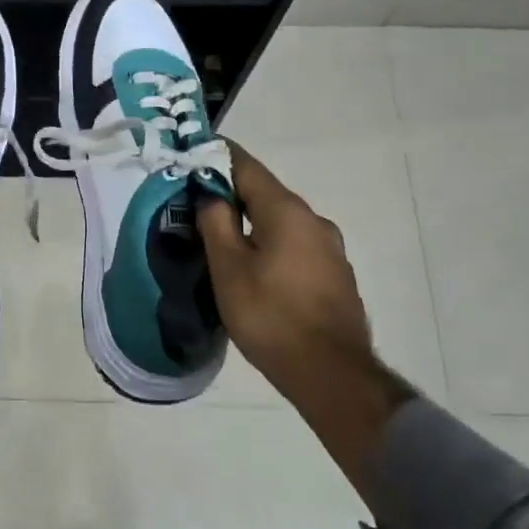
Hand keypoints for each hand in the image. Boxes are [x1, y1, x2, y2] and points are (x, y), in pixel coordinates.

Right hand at [196, 142, 414, 485]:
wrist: (331, 374)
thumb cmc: (270, 316)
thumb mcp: (228, 268)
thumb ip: (216, 223)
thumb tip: (210, 194)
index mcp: (287, 211)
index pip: (247, 166)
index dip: (217, 156)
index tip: (192, 154)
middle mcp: (314, 221)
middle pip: (266, 195)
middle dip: (232, 195)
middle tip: (198, 206)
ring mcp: (330, 250)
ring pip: (282, 224)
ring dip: (253, 225)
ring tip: (223, 243)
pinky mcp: (336, 277)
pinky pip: (296, 248)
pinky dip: (272, 247)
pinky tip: (256, 272)